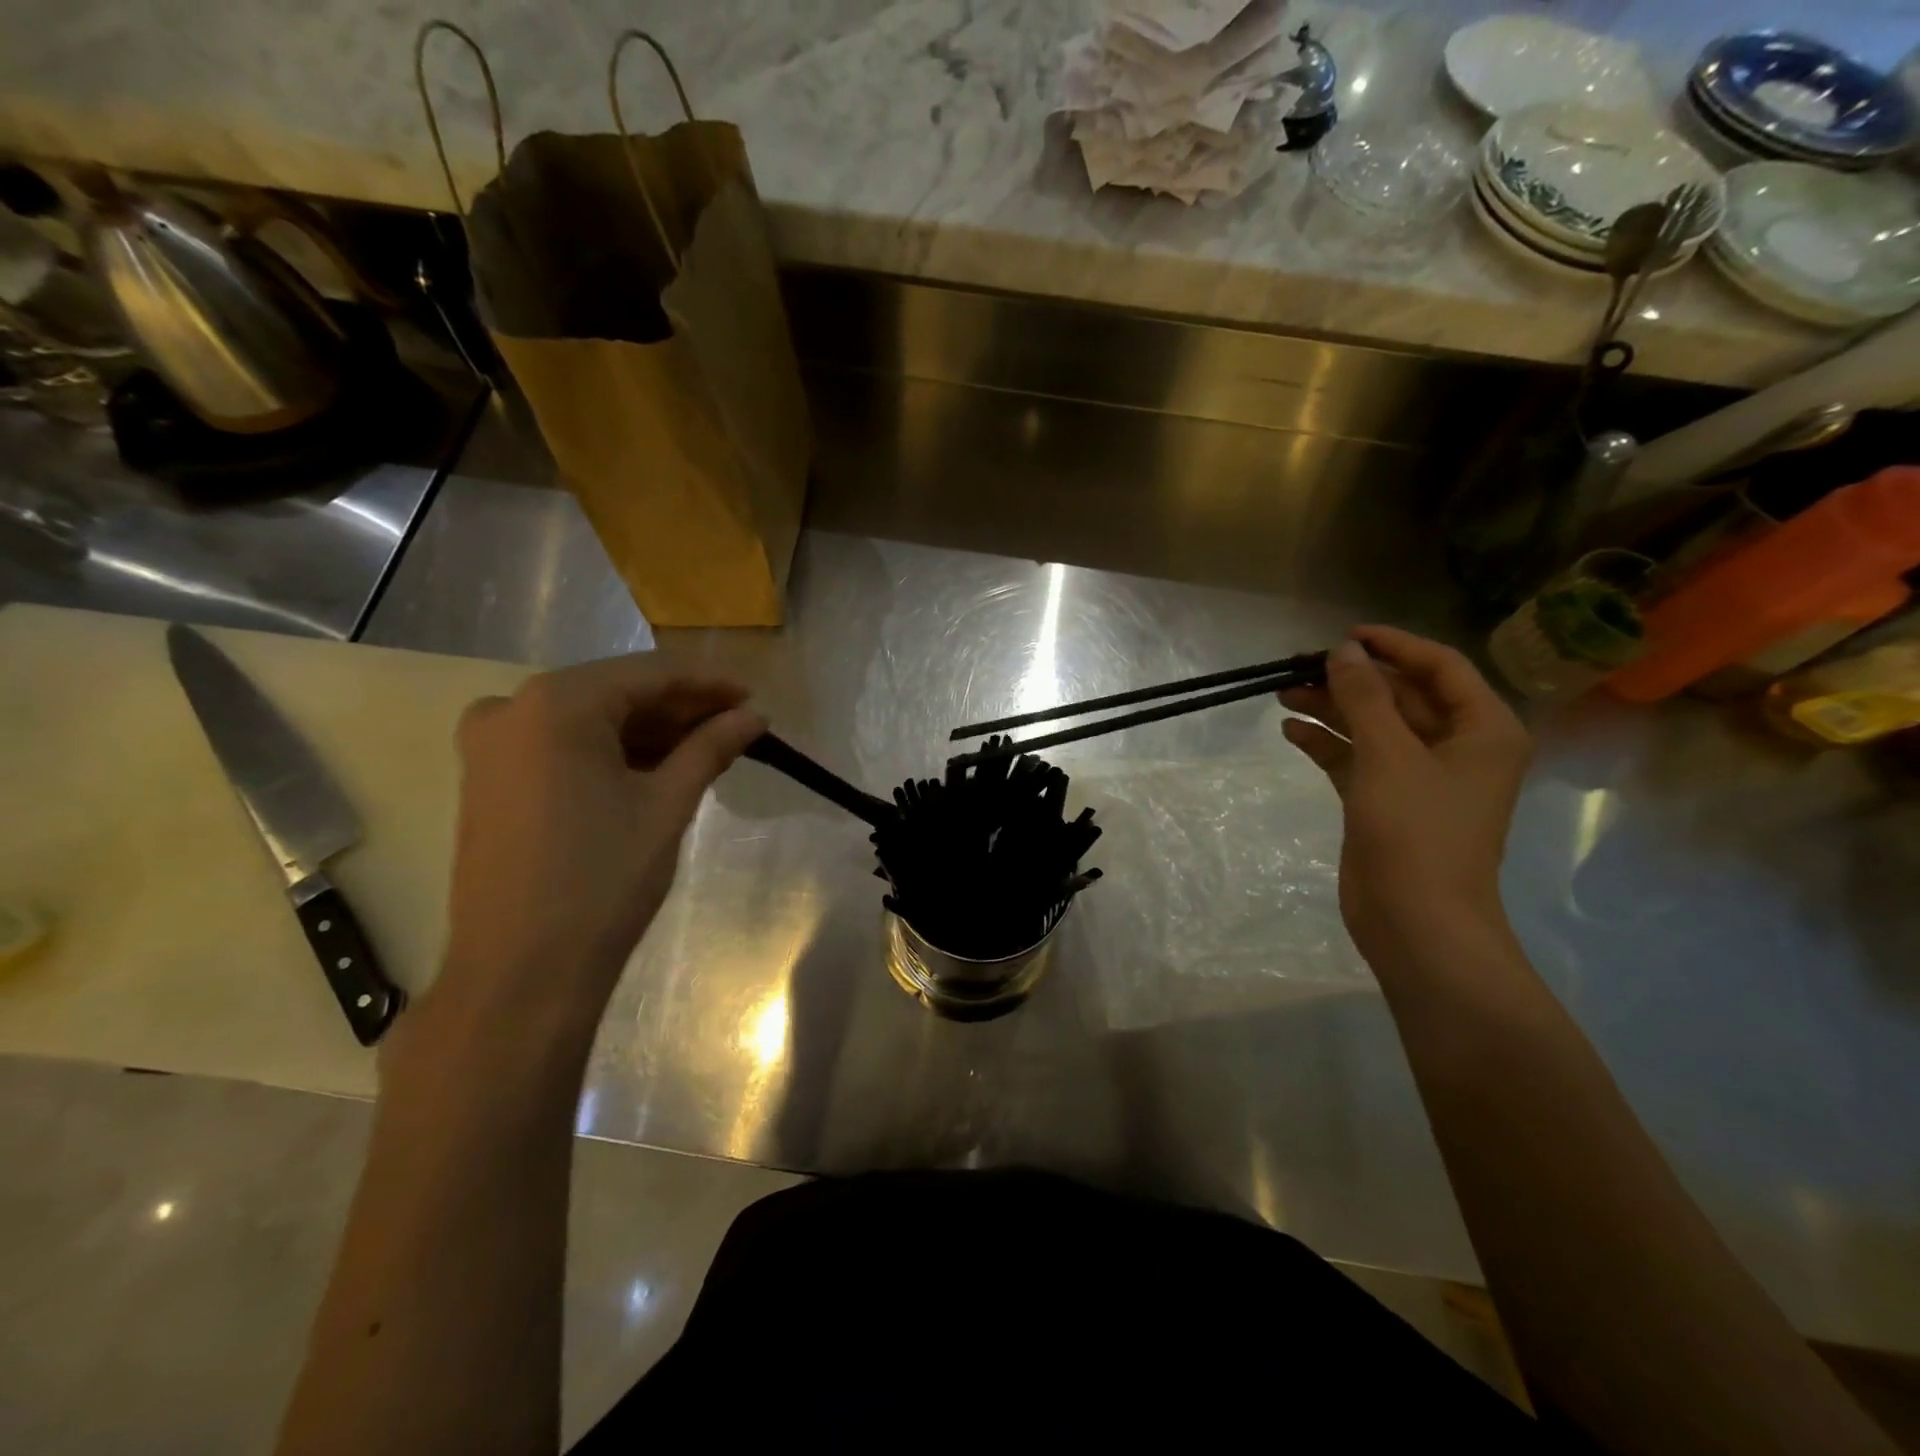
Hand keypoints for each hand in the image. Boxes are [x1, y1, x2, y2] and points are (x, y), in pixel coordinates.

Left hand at [433, 656, 764, 1026]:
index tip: (752, 700)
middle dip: (679, 710)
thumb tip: (754, 717)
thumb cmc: (602, 880)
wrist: (521, 972)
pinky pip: (561, 746)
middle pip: (616, 693)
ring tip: (706, 750)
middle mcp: (512, 707)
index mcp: (556, 703)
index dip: (707, 685)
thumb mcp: (667, 805)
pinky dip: (611, 752)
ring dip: (648, 732)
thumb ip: (710, 748)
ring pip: (589, 720)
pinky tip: (656, 768)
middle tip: (736, 727)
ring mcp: (491, 745)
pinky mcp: (487, 780)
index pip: (649, 674)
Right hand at [1280, 626, 1530, 961]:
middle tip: (1297, 668)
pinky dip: (1327, 744)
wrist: (1416, 921)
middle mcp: (1457, 747)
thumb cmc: (1416, 831)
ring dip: (1332, 709)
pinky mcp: (1387, 802)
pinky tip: (1291, 732)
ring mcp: (1419, 777)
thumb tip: (1343, 650)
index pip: (1440, 667)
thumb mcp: (1389, 754)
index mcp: (1482, 730)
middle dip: (1351, 680)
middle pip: (1401, 696)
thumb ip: (1365, 697)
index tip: (1342, 636)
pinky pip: (1356, 759)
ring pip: (1373, 727)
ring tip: (1284, 694)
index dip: (1392, 646)